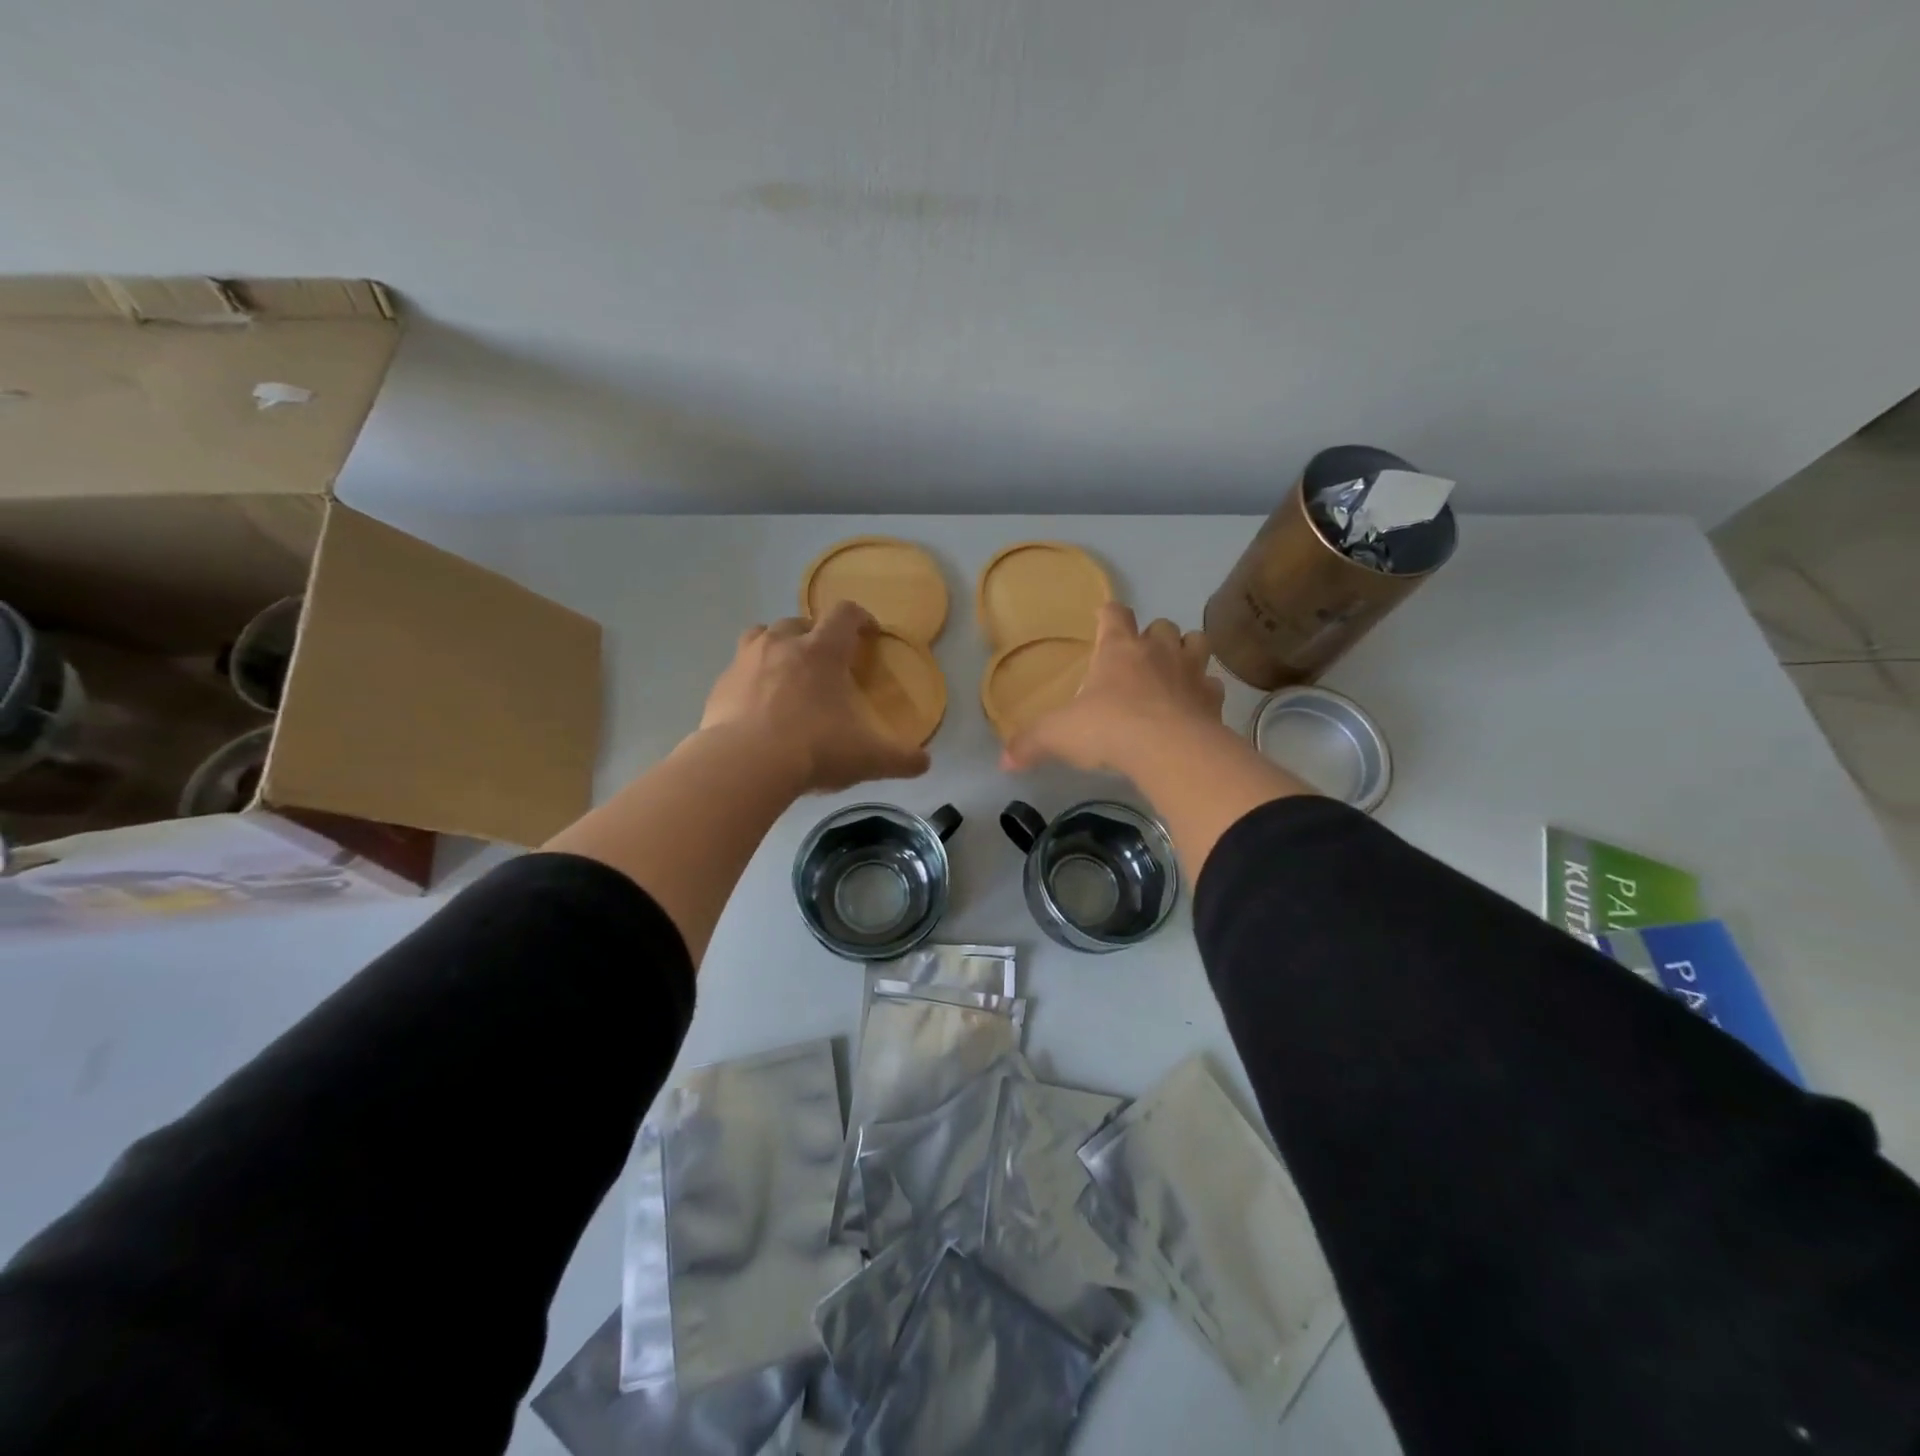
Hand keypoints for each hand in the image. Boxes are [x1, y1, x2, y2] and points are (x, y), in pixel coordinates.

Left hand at [701, 603, 930, 791]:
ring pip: (761, 635)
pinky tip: (757, 707)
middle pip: (799, 621)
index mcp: (822, 651)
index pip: (844, 614)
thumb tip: (925, 763)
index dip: (860, 618)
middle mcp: (782, 644)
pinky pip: (737, 670)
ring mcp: (745, 662)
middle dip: (814, 634)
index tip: (868, 633)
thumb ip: (900, 758)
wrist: (744, 765)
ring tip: (785, 672)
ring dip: (776, 646)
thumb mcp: (868, 757)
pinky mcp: (720, 685)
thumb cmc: (814, 749)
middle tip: (825, 661)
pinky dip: (750, 679)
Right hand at [1002, 604, 1225, 774]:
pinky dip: (1205, 693)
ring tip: (1174, 673)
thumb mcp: (1058, 736)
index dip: (1108, 615)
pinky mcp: (1213, 700)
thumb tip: (1003, 762)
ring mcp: (1191, 672)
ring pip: (1197, 643)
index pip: (1114, 614)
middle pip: (1162, 625)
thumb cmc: (1108, 728)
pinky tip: (1194, 709)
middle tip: (1140, 659)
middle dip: (1153, 636)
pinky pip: (1213, 686)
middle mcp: (1158, 651)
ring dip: (1187, 652)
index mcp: (1118, 649)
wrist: (1169, 751)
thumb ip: (1030, 744)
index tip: (1103, 620)